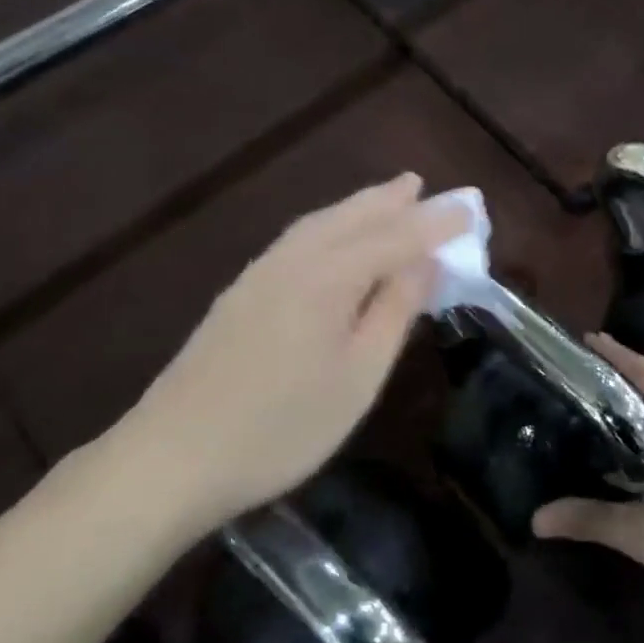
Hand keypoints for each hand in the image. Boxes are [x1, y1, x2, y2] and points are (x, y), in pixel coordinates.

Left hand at [121, 174, 467, 521]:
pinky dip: (328, 225)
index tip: (471, 208)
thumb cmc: (281, 427)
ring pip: (320, 224)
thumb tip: (425, 262)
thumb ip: (393, 312)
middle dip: (392, 200)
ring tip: (386, 197)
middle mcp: (294, 260)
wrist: (172, 457)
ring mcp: (260, 274)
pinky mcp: (240, 293)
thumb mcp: (357, 377)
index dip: (436, 224)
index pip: (396, 237)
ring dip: (358, 206)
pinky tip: (330, 235)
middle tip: (423, 184)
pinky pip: (298, 239)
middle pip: (352, 217)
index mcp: (328, 277)